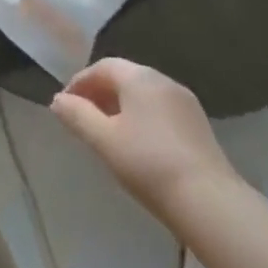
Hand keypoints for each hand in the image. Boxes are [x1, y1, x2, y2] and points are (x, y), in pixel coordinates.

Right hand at [50, 59, 240, 219]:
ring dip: (120, 105)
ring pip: (143, 94)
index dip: (80, 82)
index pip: (102, 66)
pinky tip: (137, 143)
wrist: (209, 201)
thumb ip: (77, 116)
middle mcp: (164, 80)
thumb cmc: (148, 164)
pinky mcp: (198, 124)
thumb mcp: (103, 140)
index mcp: (140, 77)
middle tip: (82, 117)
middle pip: (124, 76)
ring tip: (106, 131)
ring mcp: (185, 102)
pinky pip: (160, 109)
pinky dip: (141, 116)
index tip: (65, 105)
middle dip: (99, 93)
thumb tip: (58, 100)